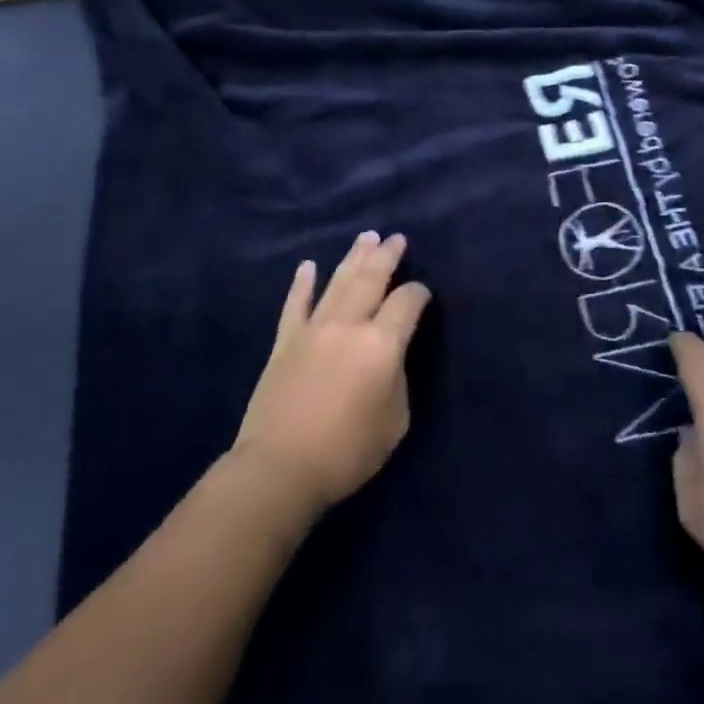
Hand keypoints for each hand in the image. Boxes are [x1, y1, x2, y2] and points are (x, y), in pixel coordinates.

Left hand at [233, 232, 430, 512]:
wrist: (280, 467)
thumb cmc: (347, 451)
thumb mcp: (395, 421)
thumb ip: (397, 379)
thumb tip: (388, 358)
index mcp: (382, 344)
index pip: (407, 303)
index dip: (419, 294)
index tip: (423, 294)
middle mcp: (349, 325)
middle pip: (371, 279)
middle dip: (387, 256)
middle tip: (397, 238)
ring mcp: (313, 329)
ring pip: (338, 282)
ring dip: (354, 257)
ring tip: (366, 237)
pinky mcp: (285, 341)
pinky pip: (295, 304)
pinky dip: (303, 283)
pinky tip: (308, 265)